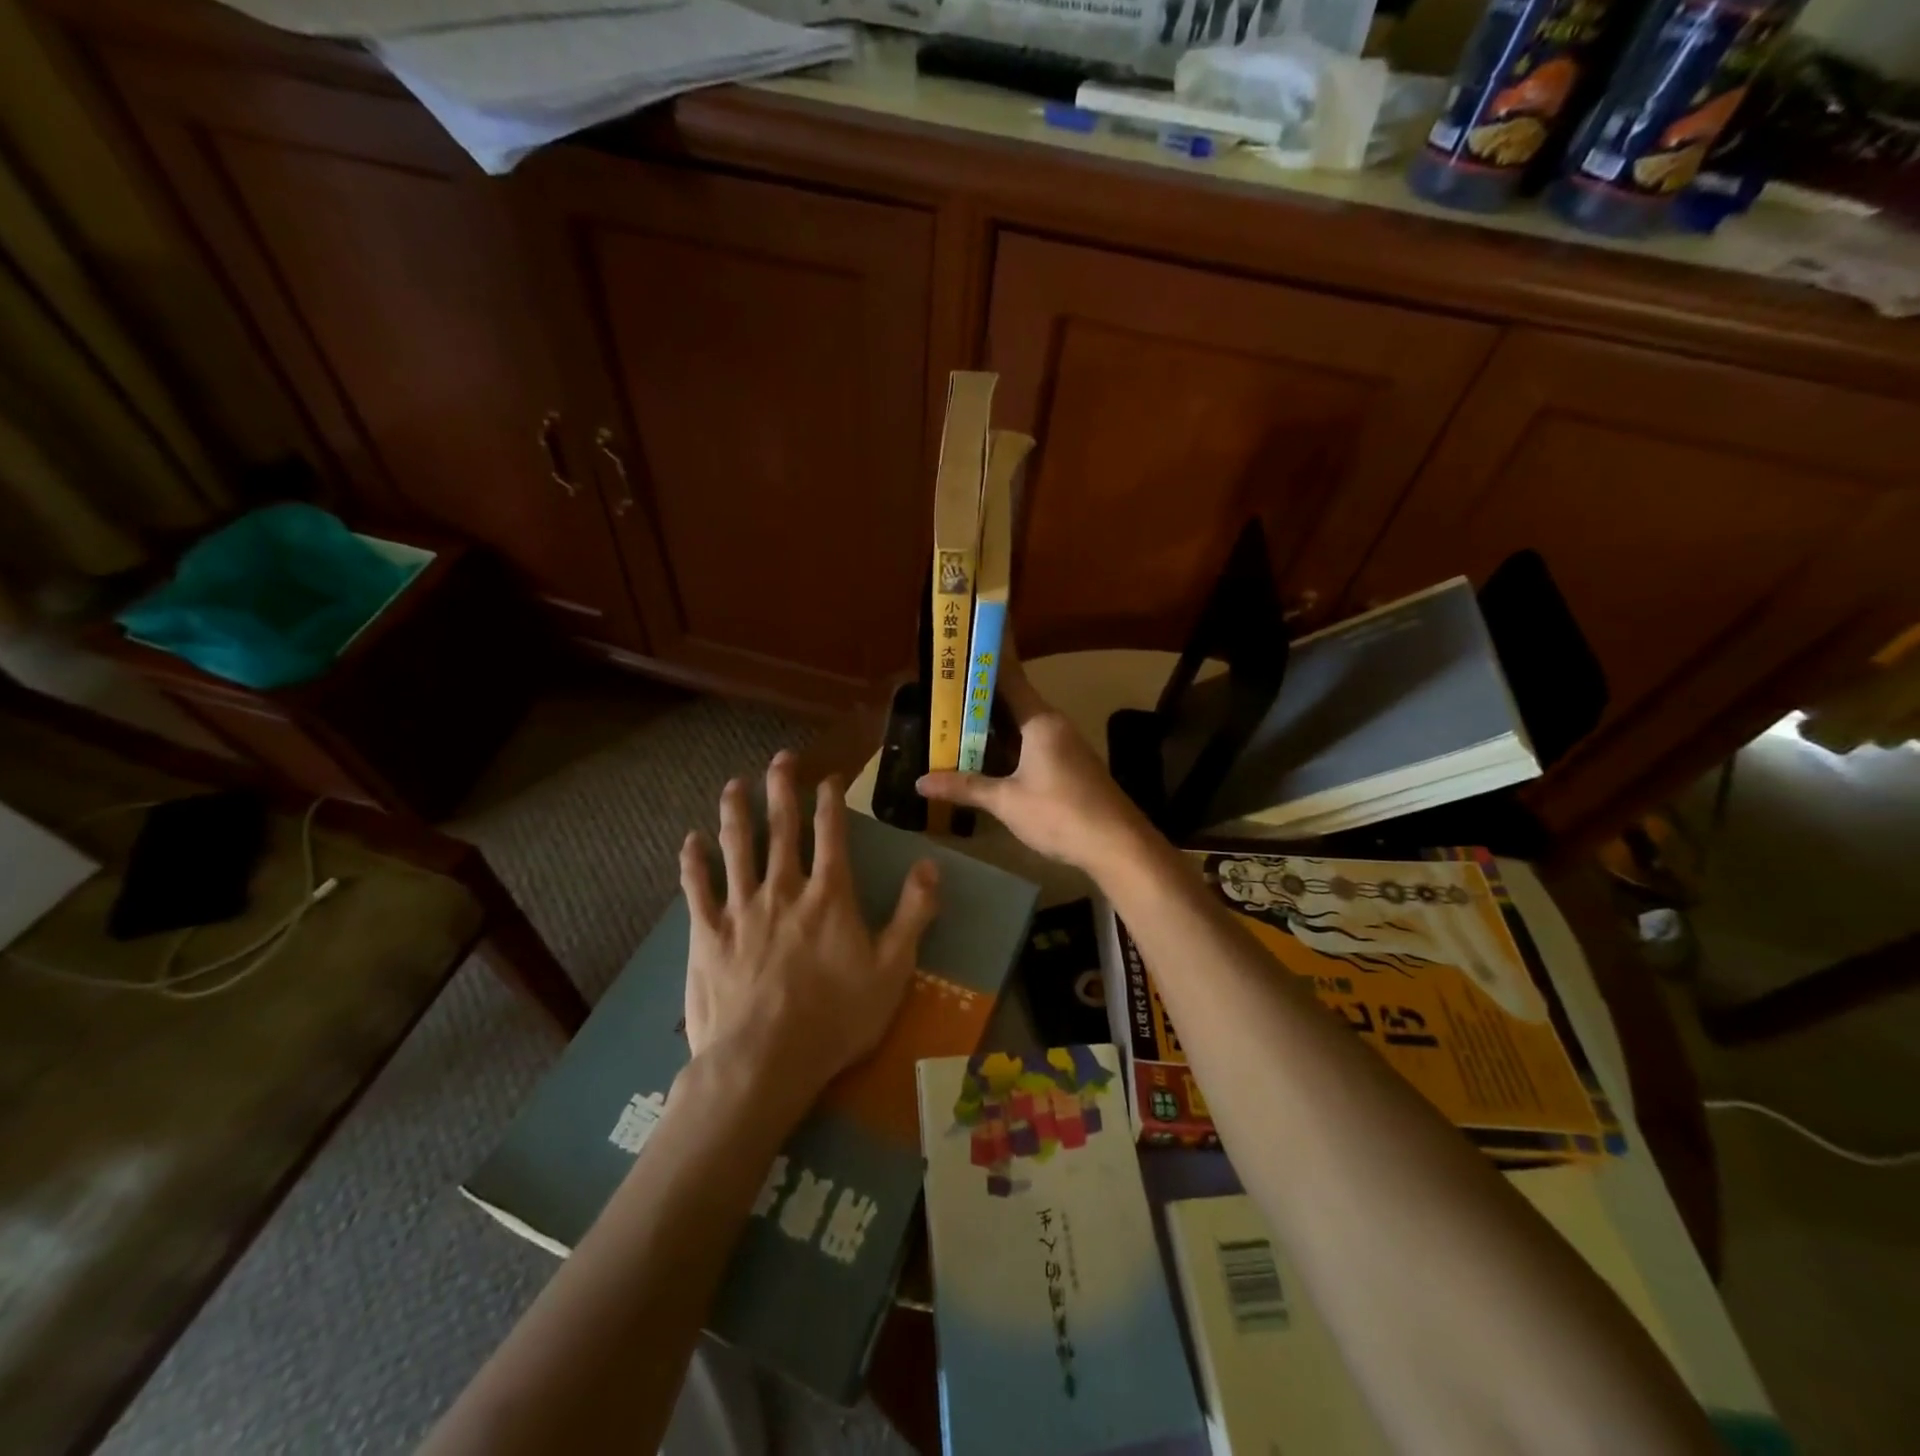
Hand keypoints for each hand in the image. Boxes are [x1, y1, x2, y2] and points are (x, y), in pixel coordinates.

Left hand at [680, 751, 939, 1107]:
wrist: (765, 1061)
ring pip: (737, 848)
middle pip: (782, 828)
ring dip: (735, 812)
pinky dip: (693, 863)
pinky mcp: (707, 934)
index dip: (831, 801)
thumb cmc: (836, 1017)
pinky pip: (697, 890)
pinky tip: (690, 841)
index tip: (828, 778)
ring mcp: (741, 909)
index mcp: (829, 895)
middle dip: (782, 789)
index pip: (832, 834)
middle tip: (780, 759)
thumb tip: (930, 864)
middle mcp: (784, 889)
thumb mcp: (893, 969)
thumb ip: (914, 913)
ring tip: (734, 784)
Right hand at [917, 650, 1155, 875]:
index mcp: (1040, 721)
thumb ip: (965, 787)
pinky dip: (1009, 746)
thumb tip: (920, 782)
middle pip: (1014, 703)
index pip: (1010, 679)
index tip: (966, 646)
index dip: (987, 662)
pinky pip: (1033, 746)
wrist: (1117, 844)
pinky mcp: (1071, 767)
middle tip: (944, 692)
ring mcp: (1066, 746)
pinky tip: (987, 759)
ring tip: (955, 724)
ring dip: (994, 726)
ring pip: (1023, 727)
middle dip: (980, 700)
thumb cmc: (1059, 813)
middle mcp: (1055, 725)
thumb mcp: (1006, 801)